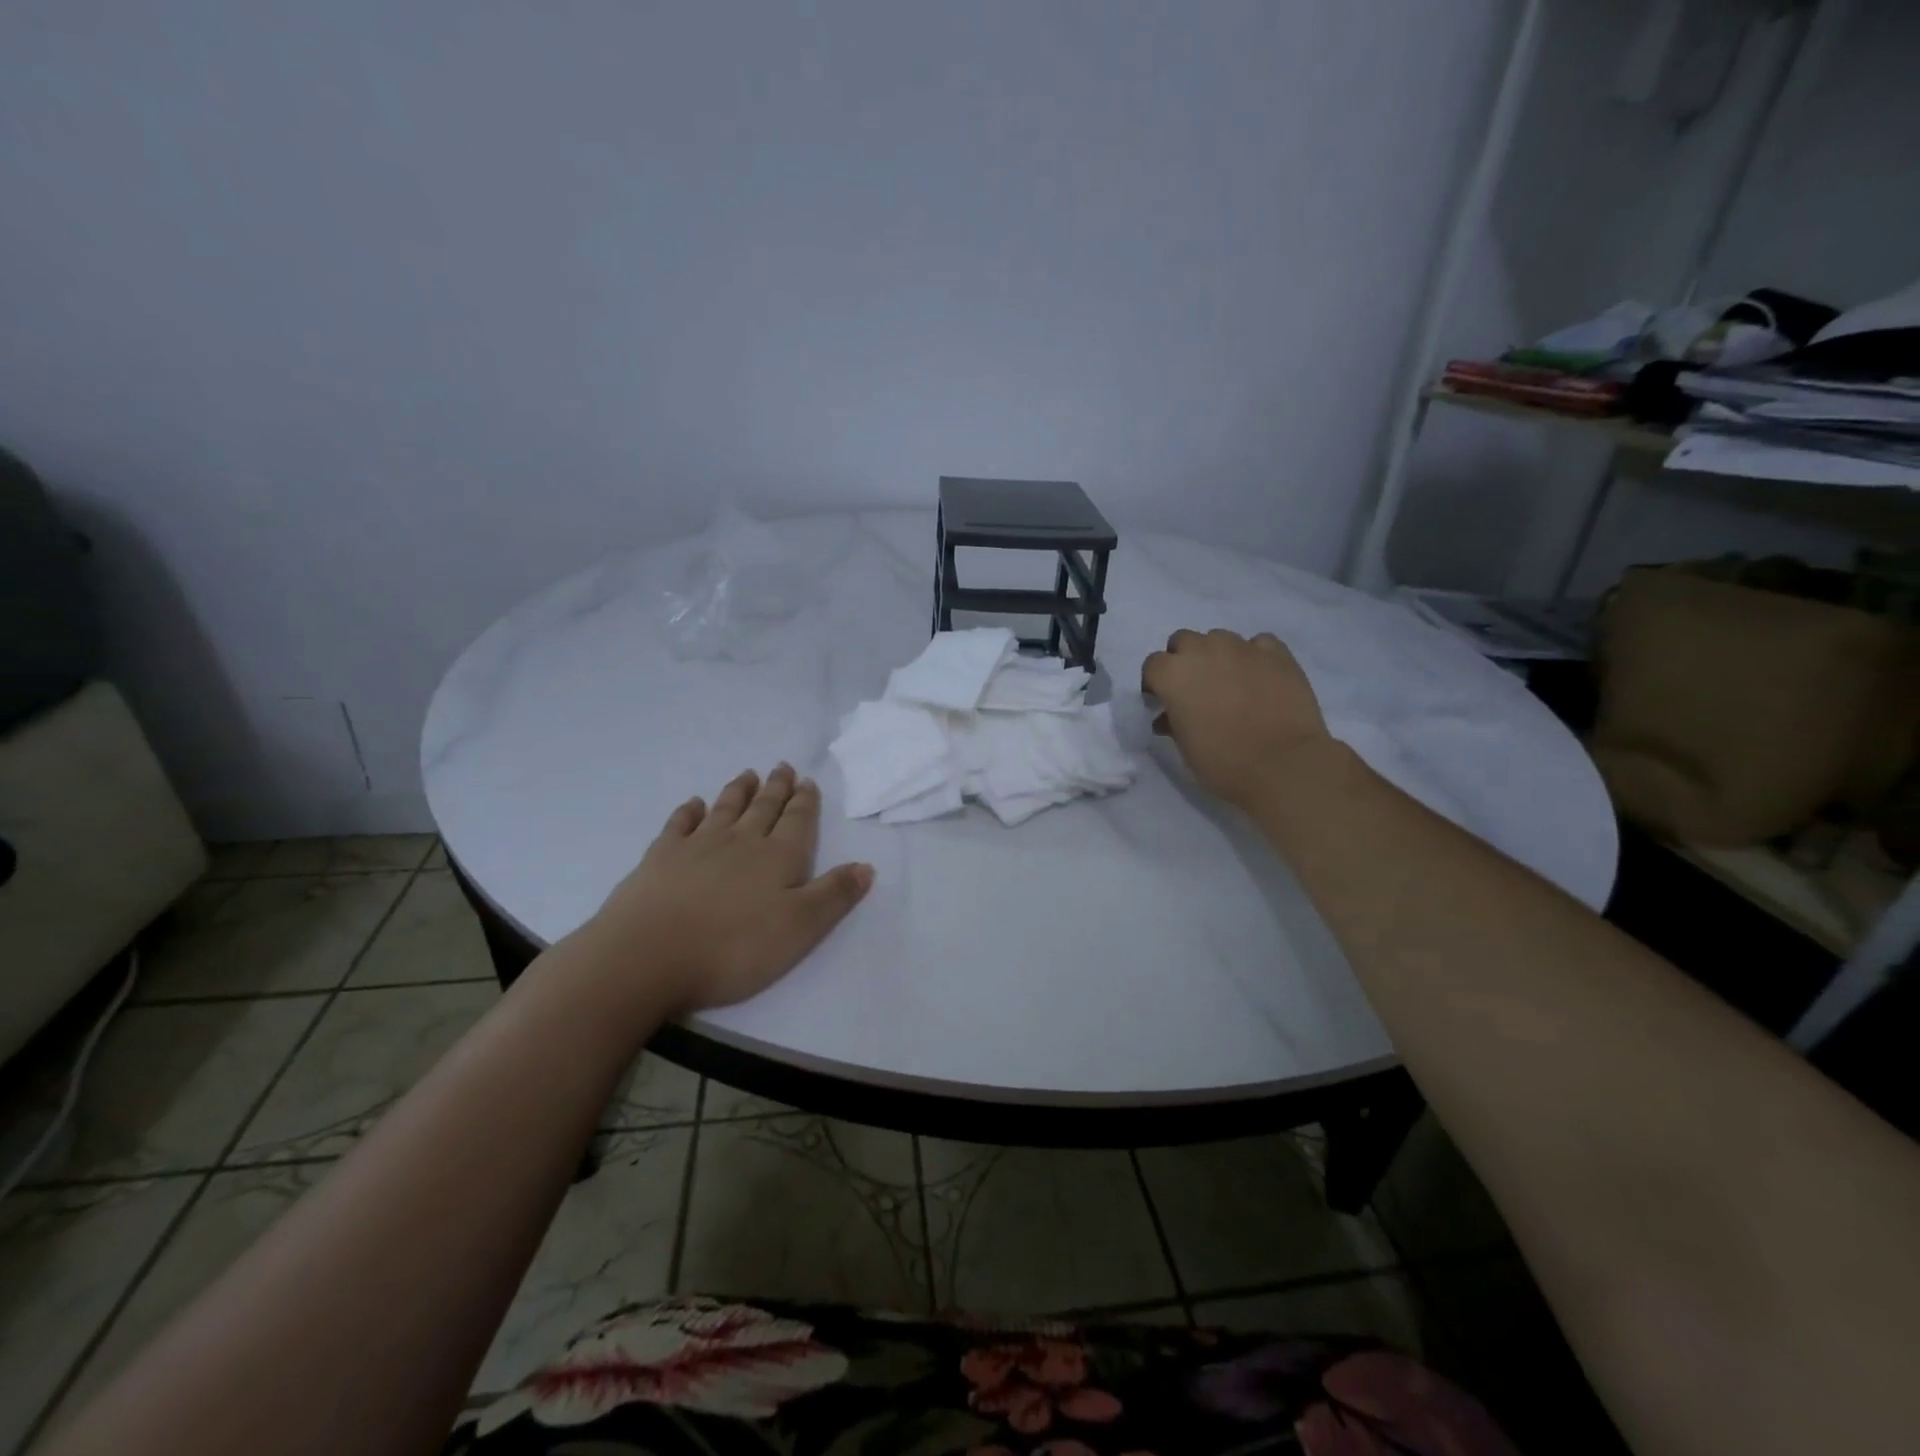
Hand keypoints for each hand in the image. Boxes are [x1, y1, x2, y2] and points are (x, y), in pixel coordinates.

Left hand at [580, 765, 873, 1015]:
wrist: (648, 956)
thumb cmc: (734, 947)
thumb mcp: (800, 928)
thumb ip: (834, 895)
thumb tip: (866, 865)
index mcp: (778, 857)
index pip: (797, 821)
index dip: (805, 801)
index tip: (807, 781)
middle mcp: (741, 841)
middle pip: (763, 808)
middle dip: (776, 788)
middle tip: (782, 767)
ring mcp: (697, 846)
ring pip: (725, 809)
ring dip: (739, 791)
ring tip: (748, 774)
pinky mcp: (660, 858)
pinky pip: (679, 824)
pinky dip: (689, 811)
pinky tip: (693, 804)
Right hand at [1140, 629, 1332, 807]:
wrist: (1282, 765)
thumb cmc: (1222, 762)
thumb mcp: (1184, 745)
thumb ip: (1172, 721)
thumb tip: (1169, 716)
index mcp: (1173, 674)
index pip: (1153, 665)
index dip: (1156, 683)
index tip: (1164, 701)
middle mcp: (1203, 651)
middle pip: (1184, 641)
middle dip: (1184, 659)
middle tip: (1195, 687)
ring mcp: (1242, 648)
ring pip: (1220, 638)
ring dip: (1218, 655)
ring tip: (1230, 682)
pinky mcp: (1277, 653)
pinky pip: (1259, 643)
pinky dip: (1255, 656)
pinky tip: (1260, 677)